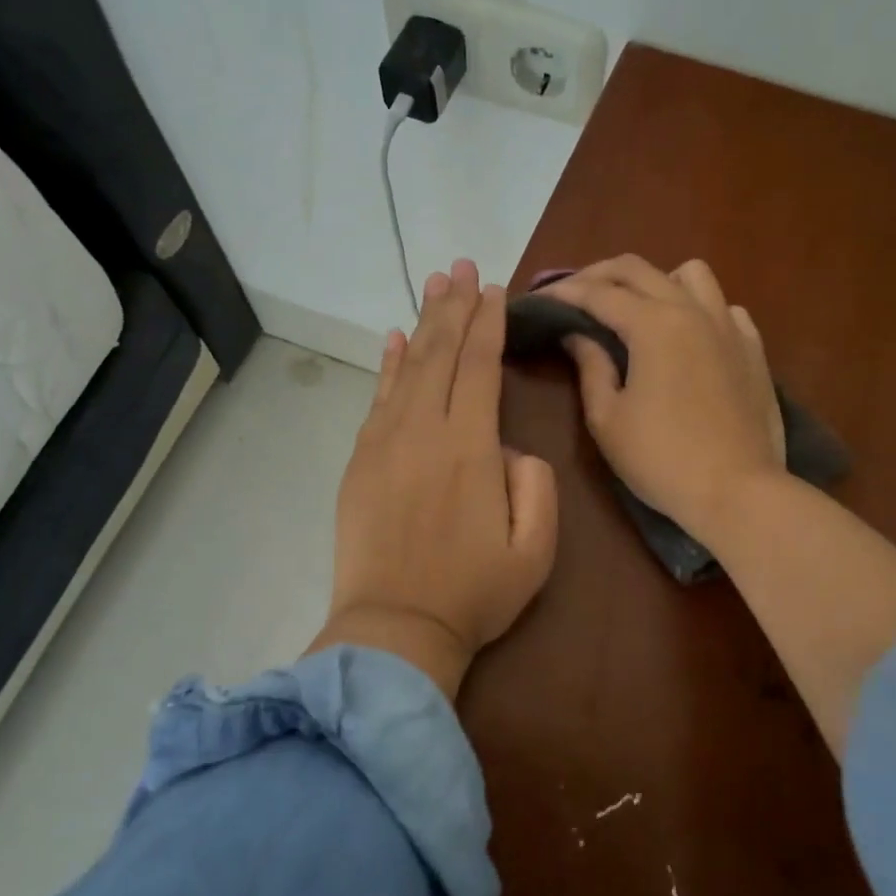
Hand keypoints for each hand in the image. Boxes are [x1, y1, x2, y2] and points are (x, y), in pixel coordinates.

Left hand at [313, 259, 558, 700]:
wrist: (395, 630)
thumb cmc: (473, 594)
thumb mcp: (535, 549)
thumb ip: (536, 486)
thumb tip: (509, 449)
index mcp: (469, 449)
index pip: (479, 368)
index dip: (487, 324)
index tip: (494, 288)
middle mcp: (423, 432)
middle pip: (440, 354)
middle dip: (454, 307)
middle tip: (462, 265)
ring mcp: (384, 443)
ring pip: (408, 368)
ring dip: (423, 323)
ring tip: (435, 284)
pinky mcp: (360, 461)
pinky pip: (378, 399)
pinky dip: (388, 364)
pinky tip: (395, 339)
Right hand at [544, 256, 783, 541]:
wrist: (738, 492)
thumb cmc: (662, 460)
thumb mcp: (608, 419)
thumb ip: (590, 367)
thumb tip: (577, 334)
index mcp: (653, 324)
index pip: (598, 293)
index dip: (563, 292)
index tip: (539, 299)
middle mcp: (692, 310)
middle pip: (639, 269)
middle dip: (598, 275)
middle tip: (573, 294)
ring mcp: (729, 326)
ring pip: (690, 274)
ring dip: (655, 280)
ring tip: (636, 307)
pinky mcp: (752, 348)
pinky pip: (724, 306)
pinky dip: (698, 307)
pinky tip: (687, 334)